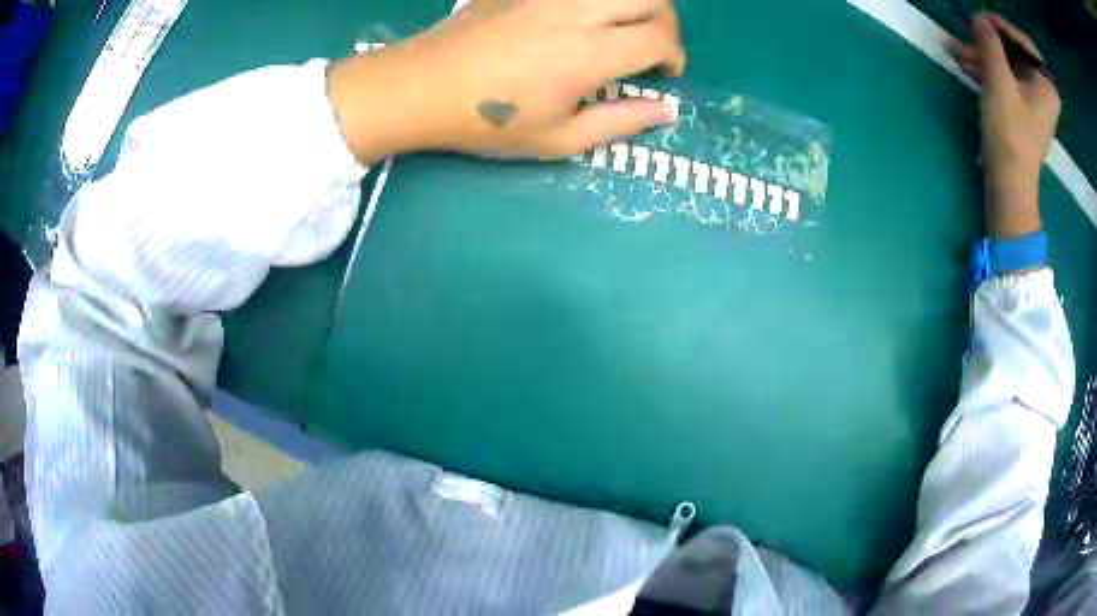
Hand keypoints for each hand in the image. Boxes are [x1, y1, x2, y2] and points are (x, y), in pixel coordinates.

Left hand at [327, 0, 684, 163]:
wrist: (423, 86)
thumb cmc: (489, 121)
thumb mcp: (558, 139)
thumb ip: (619, 123)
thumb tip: (664, 111)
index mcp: (589, 54)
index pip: (660, 39)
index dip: (674, 57)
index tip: (664, 72)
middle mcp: (577, 12)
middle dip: (666, 23)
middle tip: (652, 45)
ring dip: (635, 4)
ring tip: (622, 26)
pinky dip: (596, 1)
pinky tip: (582, 17)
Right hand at [950, 13, 1059, 238]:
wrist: (1009, 182)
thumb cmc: (1010, 132)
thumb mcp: (998, 80)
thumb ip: (989, 42)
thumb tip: (979, 18)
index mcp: (1046, 85)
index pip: (1024, 43)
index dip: (1002, 26)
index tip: (980, 17)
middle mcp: (1043, 90)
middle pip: (1014, 52)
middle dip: (988, 41)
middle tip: (965, 31)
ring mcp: (1033, 101)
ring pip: (1006, 65)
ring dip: (981, 54)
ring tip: (953, 48)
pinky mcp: (1022, 109)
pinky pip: (1004, 79)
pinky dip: (985, 69)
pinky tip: (964, 63)